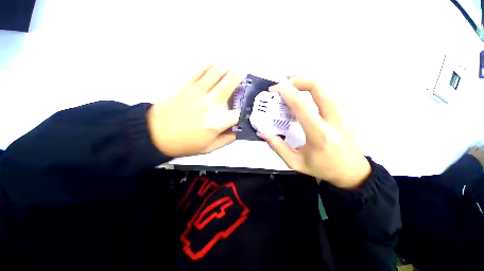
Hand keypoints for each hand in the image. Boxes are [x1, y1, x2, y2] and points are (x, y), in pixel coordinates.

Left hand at [147, 65, 242, 156]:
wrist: (155, 135)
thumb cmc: (184, 143)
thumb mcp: (208, 148)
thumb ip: (226, 140)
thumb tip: (237, 132)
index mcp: (217, 122)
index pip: (237, 113)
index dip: (243, 109)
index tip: (243, 106)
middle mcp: (211, 104)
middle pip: (229, 85)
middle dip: (238, 77)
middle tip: (242, 72)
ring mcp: (198, 92)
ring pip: (215, 73)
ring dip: (225, 68)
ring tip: (229, 66)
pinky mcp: (185, 85)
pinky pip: (199, 70)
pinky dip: (208, 65)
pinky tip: (213, 63)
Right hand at [259, 76, 370, 188]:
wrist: (352, 171)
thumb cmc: (322, 168)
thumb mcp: (295, 162)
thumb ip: (278, 147)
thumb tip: (263, 133)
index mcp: (319, 134)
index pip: (301, 105)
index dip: (286, 92)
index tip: (274, 89)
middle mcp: (335, 120)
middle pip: (319, 87)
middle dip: (299, 79)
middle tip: (285, 82)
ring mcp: (346, 114)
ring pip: (328, 86)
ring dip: (309, 81)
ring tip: (294, 82)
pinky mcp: (349, 112)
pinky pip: (333, 92)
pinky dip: (319, 88)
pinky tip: (310, 92)